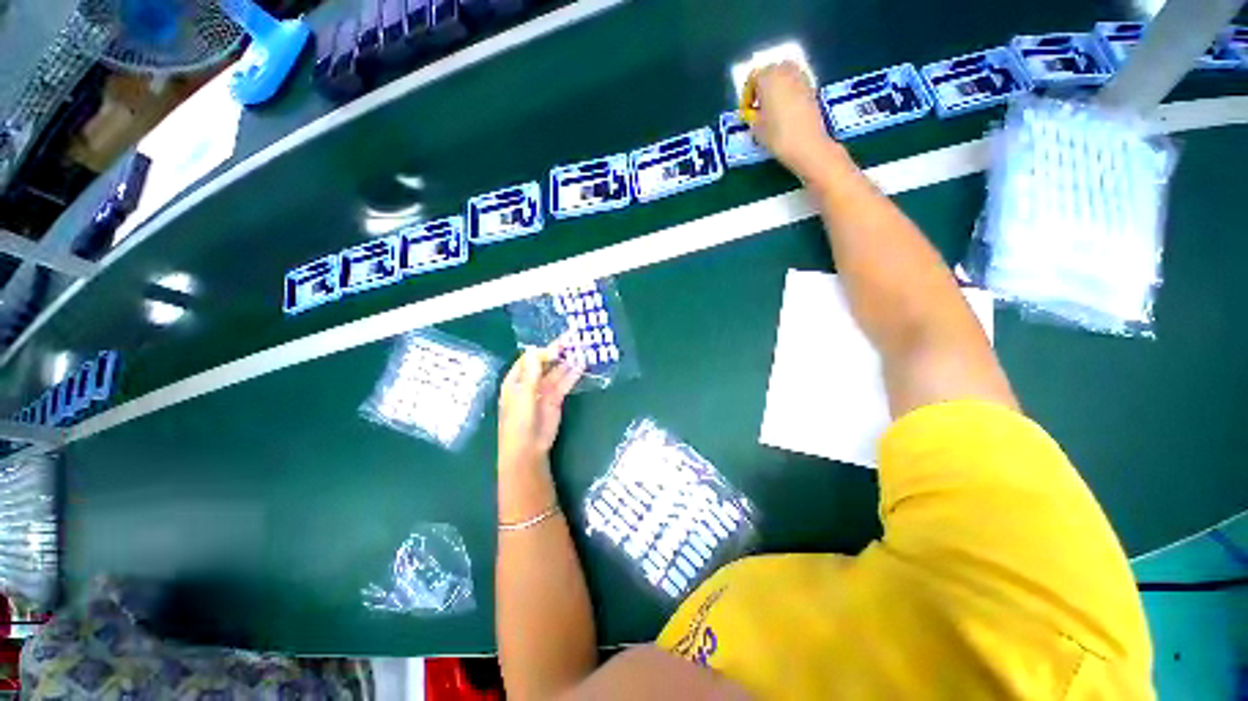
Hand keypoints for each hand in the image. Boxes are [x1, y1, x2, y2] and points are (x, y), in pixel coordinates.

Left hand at [498, 341, 583, 469]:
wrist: (527, 449)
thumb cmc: (518, 422)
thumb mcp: (523, 396)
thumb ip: (531, 373)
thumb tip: (535, 349)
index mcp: (515, 380)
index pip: (529, 359)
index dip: (543, 351)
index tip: (558, 347)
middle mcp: (530, 382)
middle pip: (544, 363)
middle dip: (557, 353)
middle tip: (573, 340)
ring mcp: (543, 390)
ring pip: (556, 372)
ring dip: (567, 362)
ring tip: (581, 350)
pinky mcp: (555, 399)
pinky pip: (564, 383)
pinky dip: (572, 375)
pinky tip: (582, 365)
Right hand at [742, 61, 840, 178]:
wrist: (806, 144)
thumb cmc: (776, 135)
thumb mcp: (756, 128)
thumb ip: (753, 115)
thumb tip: (754, 113)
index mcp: (768, 77)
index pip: (752, 77)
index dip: (747, 94)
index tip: (747, 110)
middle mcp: (785, 70)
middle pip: (770, 71)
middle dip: (763, 86)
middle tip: (760, 105)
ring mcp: (801, 77)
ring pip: (784, 75)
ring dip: (777, 87)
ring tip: (773, 107)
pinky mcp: (812, 87)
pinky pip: (795, 83)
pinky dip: (789, 92)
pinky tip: (786, 109)